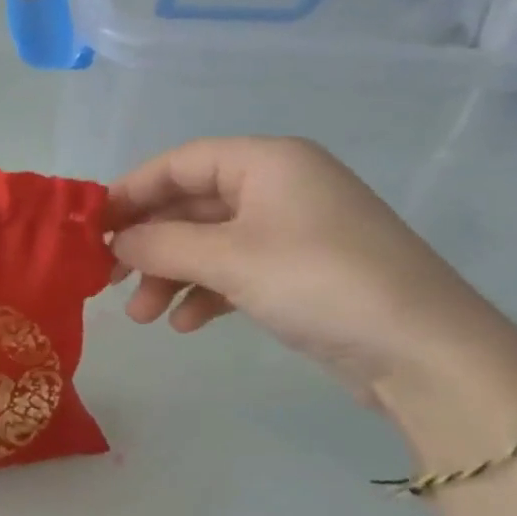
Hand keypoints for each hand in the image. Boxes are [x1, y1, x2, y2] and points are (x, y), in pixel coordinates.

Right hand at [107, 137, 516, 411]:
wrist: (424, 353)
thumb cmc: (319, 282)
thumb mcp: (229, 258)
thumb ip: (161, 244)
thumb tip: (114, 242)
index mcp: (267, 162)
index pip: (180, 162)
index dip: (131, 191)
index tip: (92, 226)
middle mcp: (279, 187)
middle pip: (191, 205)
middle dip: (149, 244)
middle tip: (109, 279)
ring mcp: (292, 230)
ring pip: (209, 243)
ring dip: (171, 275)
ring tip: (142, 316)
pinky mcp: (301, 272)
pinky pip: (235, 271)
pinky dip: (205, 293)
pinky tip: (186, 324)